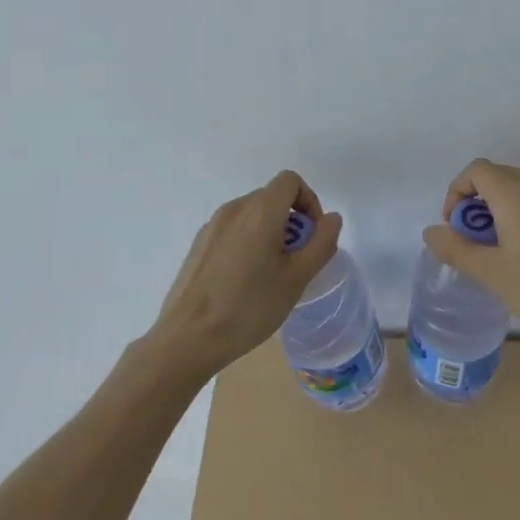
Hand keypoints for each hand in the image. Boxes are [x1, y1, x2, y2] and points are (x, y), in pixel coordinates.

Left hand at [149, 170, 342, 378]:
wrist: (188, 338)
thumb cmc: (249, 307)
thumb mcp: (297, 279)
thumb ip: (321, 243)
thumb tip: (331, 218)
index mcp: (260, 210)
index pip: (290, 181)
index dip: (308, 201)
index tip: (311, 236)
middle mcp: (234, 208)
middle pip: (271, 198)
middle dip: (291, 222)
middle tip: (295, 262)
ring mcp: (212, 225)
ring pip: (251, 215)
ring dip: (269, 233)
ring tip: (270, 275)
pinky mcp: (199, 244)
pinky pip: (232, 231)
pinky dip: (247, 243)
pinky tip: (243, 282)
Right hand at [424, 158, 519, 349]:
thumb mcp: (494, 274)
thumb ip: (457, 250)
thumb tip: (431, 231)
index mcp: (516, 192)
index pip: (476, 170)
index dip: (456, 193)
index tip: (455, 229)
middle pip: (497, 178)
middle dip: (476, 206)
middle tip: (474, 246)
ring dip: (500, 214)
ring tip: (500, 256)